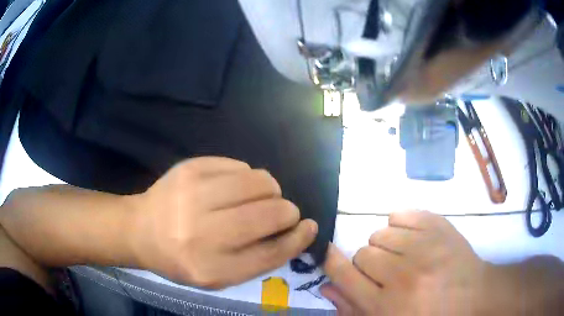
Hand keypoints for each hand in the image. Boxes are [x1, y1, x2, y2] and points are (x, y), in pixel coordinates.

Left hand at [127, 157, 317, 288]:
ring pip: (261, 181)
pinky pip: (240, 166)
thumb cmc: (181, 259)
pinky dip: (246, 177)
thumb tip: (296, 230)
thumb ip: (258, 258)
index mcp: (211, 268)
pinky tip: (233, 188)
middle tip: (280, 213)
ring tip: (256, 199)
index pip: (271, 253)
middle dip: (287, 212)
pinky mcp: (190, 168)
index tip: (310, 227)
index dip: (298, 238)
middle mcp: (202, 232)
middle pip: (271, 213)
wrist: (141, 229)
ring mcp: (193, 194)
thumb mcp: (218, 275)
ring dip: (270, 191)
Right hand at [322, 210, 486, 315]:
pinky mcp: (439, 226)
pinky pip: (401, 214)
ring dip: (386, 246)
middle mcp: (402, 276)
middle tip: (387, 273)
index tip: (329, 253)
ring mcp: (424, 247)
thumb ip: (354, 310)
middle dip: (369, 264)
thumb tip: (328, 287)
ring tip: (403, 257)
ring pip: (381, 233)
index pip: (343, 273)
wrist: (473, 298)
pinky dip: (400, 225)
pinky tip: (411, 239)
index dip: (331, 261)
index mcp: (386, 305)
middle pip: (363, 253)